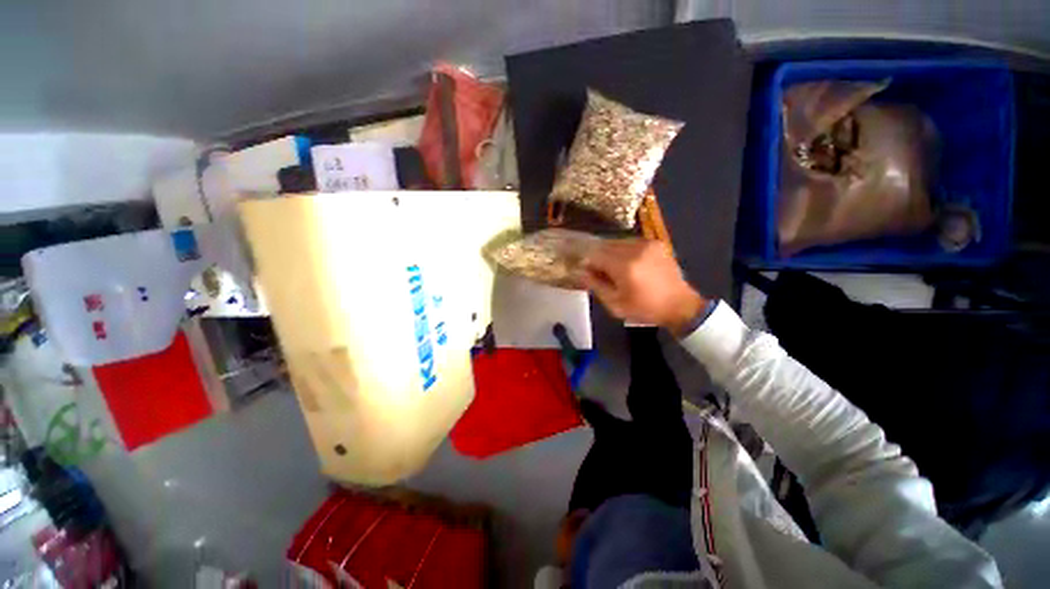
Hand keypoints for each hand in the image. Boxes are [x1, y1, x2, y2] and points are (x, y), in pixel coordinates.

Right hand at [581, 239, 706, 335]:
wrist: (680, 305)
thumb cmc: (645, 309)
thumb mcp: (615, 304)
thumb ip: (595, 285)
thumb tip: (580, 271)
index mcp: (624, 266)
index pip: (595, 255)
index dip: (587, 263)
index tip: (587, 273)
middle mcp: (635, 249)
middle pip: (605, 245)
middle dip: (598, 257)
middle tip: (600, 272)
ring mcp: (647, 244)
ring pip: (617, 242)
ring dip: (610, 253)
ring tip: (615, 269)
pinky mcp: (655, 243)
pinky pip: (631, 242)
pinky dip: (624, 250)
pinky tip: (628, 264)